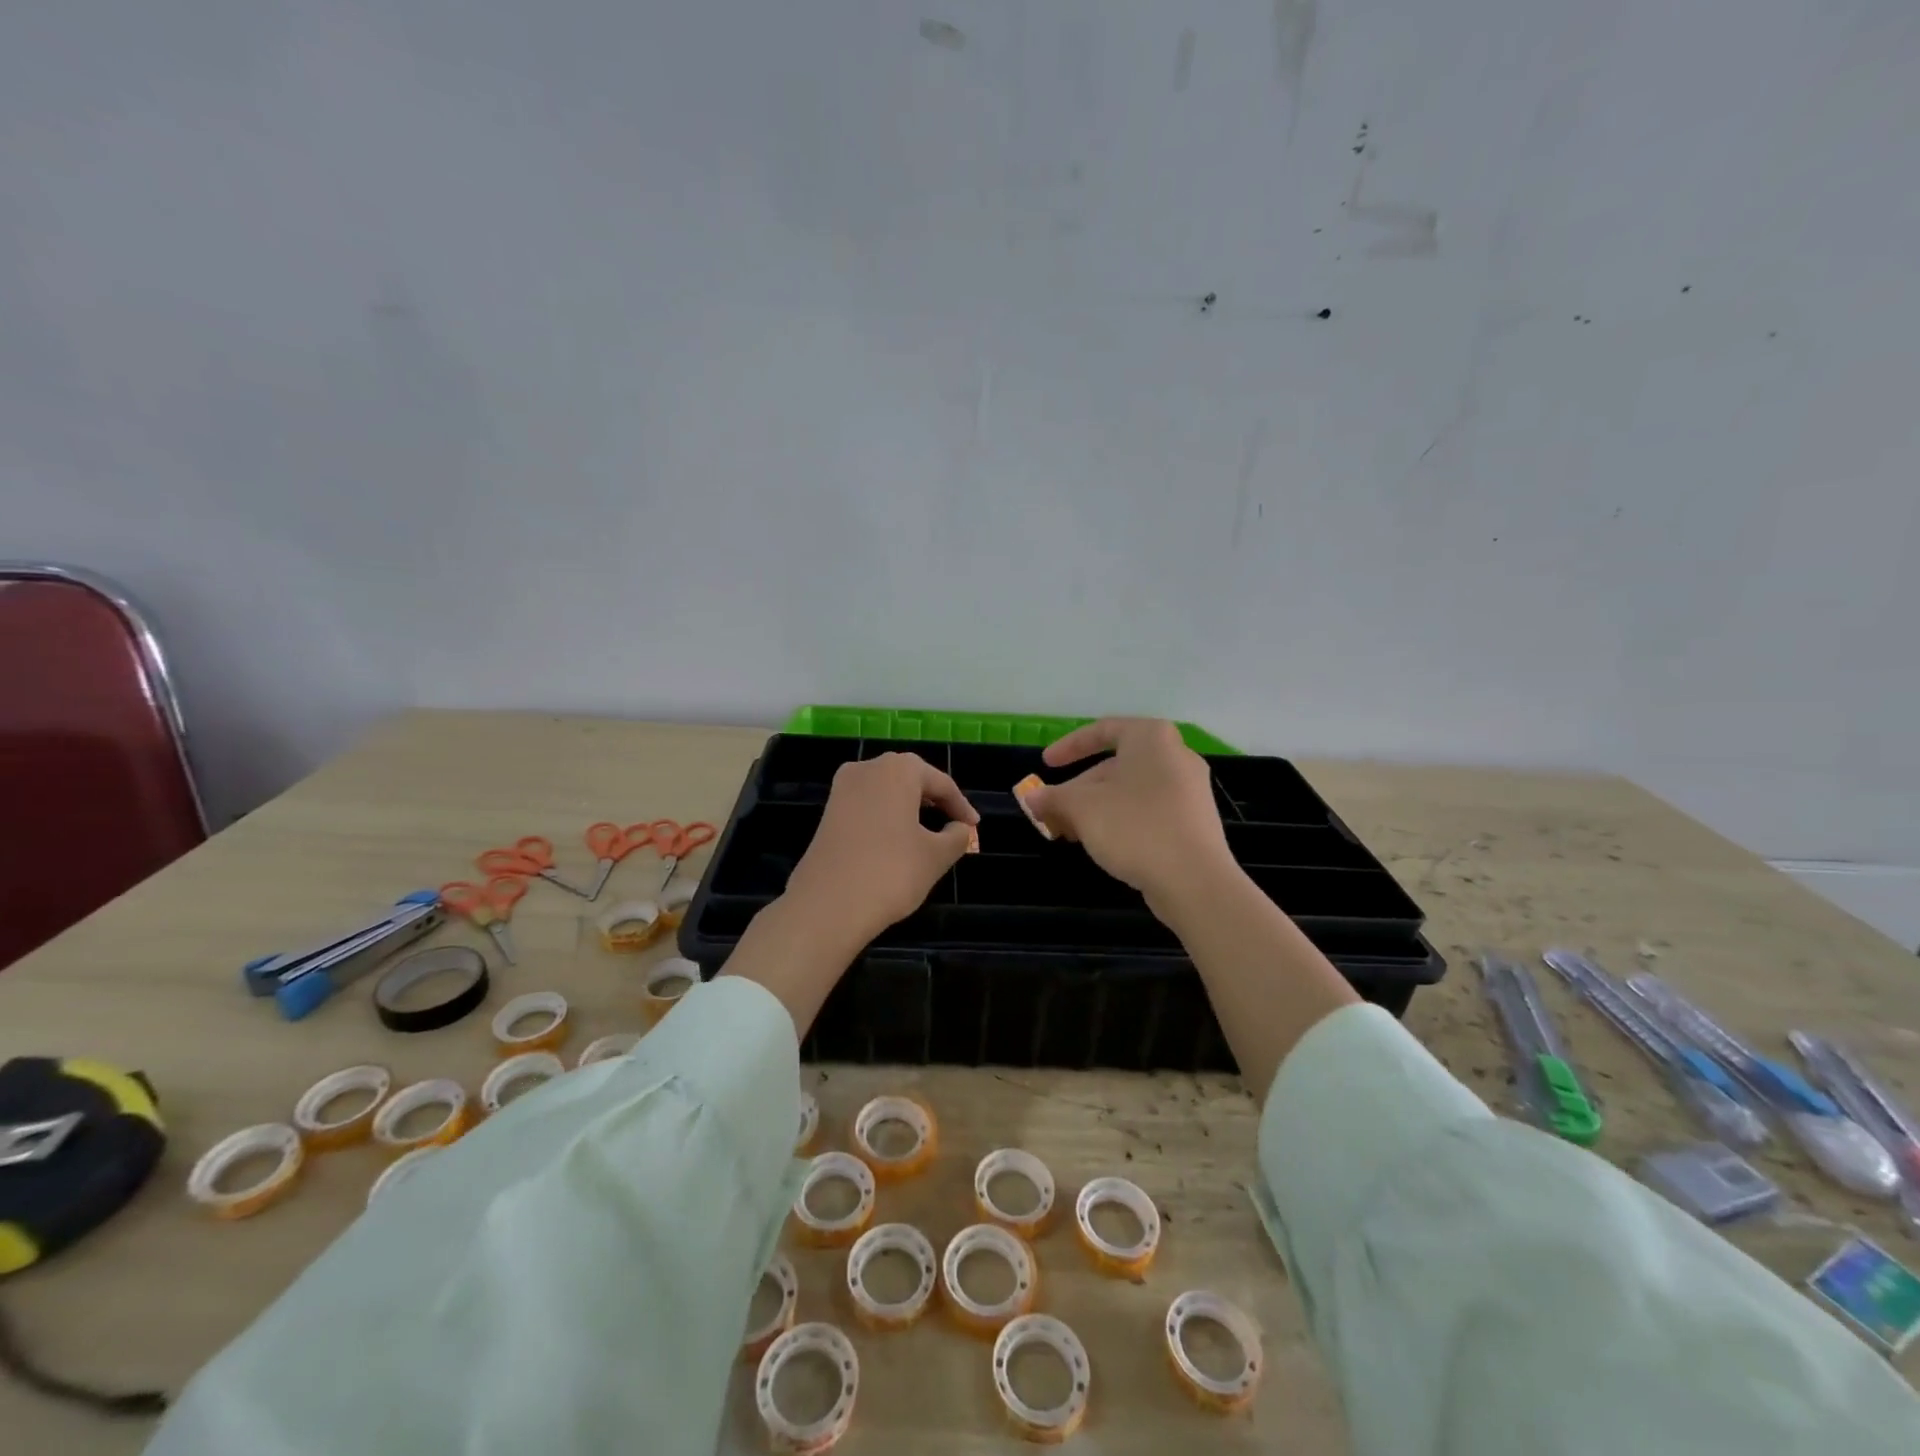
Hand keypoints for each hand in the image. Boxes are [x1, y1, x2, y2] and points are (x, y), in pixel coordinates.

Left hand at [782, 752, 979, 952]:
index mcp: (898, 769)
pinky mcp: (827, 812)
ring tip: (928, 835)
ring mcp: (842, 789)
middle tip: (954, 825)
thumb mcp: (936, 856)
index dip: (961, 806)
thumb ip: (956, 837)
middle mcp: (868, 768)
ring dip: (909, 809)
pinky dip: (887, 818)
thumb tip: (959, 829)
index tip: (974, 827)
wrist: (828, 904)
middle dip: (934, 801)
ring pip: (887, 792)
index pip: (941, 783)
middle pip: (911, 780)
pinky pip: (867, 806)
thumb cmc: (891, 872)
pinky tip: (896, 842)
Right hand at [1023, 718, 1234, 908]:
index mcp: (1151, 738)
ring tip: (1070, 833)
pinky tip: (1101, 844)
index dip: (1069, 746)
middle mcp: (1175, 755)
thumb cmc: (1134, 827)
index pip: (1103, 730)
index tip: (1045, 765)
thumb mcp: (1081, 808)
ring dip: (1095, 808)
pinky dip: (1120, 820)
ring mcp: (1189, 790)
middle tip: (1052, 812)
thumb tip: (1031, 798)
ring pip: (1130, 791)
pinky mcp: (1193, 821)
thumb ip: (1052, 798)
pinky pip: (1148, 810)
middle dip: (1078, 789)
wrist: (1195, 880)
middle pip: (1115, 765)